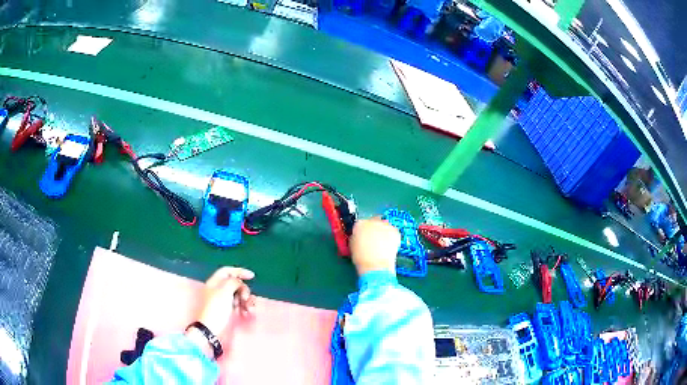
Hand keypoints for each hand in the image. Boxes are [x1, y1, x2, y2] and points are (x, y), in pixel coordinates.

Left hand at [187, 267, 255, 357]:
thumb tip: (239, 282)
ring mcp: (225, 301)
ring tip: (248, 309)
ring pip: (240, 295)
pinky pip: (241, 305)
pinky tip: (247, 313)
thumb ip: (233, 282)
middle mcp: (219, 290)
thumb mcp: (224, 291)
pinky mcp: (229, 311)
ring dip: (247, 301)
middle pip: (236, 284)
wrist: (212, 329)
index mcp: (215, 283)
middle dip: (243, 290)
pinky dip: (245, 308)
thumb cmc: (216, 308)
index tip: (252, 276)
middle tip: (244, 299)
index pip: (227, 271)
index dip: (239, 271)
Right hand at [349, 218, 399, 275]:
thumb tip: (360, 237)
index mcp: (359, 224)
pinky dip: (392, 237)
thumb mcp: (353, 246)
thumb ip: (356, 237)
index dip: (363, 230)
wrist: (375, 265)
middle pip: (373, 222)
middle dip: (374, 230)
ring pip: (384, 226)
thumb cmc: (362, 259)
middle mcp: (371, 221)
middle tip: (375, 241)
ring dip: (383, 233)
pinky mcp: (394, 231)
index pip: (361, 223)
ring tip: (383, 245)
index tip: (365, 236)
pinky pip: (393, 232)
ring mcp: (384, 225)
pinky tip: (389, 246)